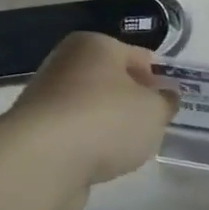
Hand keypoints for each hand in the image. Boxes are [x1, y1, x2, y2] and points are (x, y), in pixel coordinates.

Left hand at [5, 32, 179, 209]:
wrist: (43, 161)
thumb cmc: (106, 121)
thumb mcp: (154, 110)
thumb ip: (165, 102)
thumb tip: (166, 96)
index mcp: (94, 45)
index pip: (137, 55)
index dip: (159, 77)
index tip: (173, 101)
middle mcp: (65, 64)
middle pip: (111, 82)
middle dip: (132, 103)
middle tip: (154, 125)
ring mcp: (46, 100)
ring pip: (91, 110)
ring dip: (109, 127)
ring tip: (129, 150)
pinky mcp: (35, 135)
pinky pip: (74, 137)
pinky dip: (87, 148)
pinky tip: (101, 164)